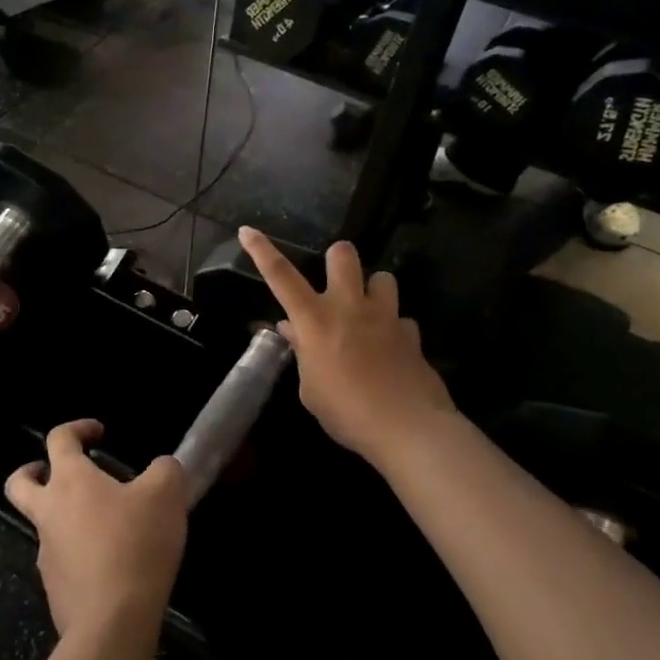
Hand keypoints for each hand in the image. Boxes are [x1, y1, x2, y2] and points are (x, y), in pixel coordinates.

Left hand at [6, 421, 188, 641]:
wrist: (112, 623)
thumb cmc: (135, 545)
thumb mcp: (166, 495)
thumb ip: (166, 470)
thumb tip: (162, 467)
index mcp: (70, 480)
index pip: (58, 438)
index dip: (77, 428)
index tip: (99, 433)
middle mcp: (49, 512)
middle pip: (20, 483)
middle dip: (32, 472)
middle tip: (55, 473)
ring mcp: (46, 553)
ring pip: (44, 525)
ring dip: (66, 518)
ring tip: (108, 527)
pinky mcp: (55, 589)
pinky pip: (63, 562)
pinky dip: (80, 555)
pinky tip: (112, 565)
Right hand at [237, 228, 457, 471]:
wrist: (408, 429)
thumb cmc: (347, 413)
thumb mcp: (311, 389)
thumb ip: (303, 354)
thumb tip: (293, 330)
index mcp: (315, 320)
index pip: (281, 276)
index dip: (262, 250)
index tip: (247, 230)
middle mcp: (349, 307)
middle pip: (343, 254)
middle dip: (337, 258)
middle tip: (335, 282)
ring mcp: (384, 317)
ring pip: (382, 277)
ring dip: (373, 290)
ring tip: (368, 313)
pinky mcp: (411, 333)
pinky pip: (402, 319)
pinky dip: (394, 329)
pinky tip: (390, 349)